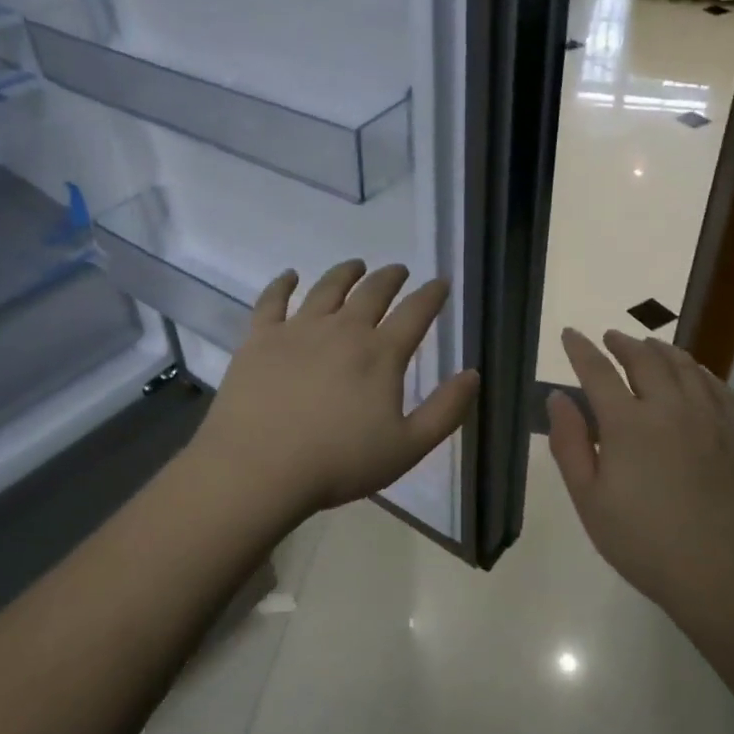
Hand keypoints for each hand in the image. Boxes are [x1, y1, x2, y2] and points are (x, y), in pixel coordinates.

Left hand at [190, 260, 479, 517]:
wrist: (260, 468)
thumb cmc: (338, 463)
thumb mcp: (407, 448)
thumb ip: (445, 411)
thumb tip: (473, 374)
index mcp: (380, 354)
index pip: (415, 313)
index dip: (431, 295)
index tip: (440, 282)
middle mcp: (343, 330)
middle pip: (372, 293)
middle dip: (390, 278)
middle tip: (398, 270)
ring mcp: (298, 329)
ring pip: (327, 288)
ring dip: (346, 273)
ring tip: (356, 265)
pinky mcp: (260, 337)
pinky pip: (272, 300)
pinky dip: (282, 284)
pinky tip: (289, 276)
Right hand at [547, 328, 733, 614]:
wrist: (730, 575)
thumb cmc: (647, 543)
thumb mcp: (590, 500)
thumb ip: (570, 444)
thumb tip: (558, 398)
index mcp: (627, 423)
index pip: (597, 372)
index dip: (581, 350)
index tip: (570, 334)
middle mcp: (670, 407)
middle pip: (644, 360)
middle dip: (623, 344)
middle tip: (610, 337)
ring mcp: (711, 417)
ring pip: (684, 367)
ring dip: (661, 350)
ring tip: (649, 346)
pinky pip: (719, 387)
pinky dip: (701, 371)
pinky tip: (696, 374)